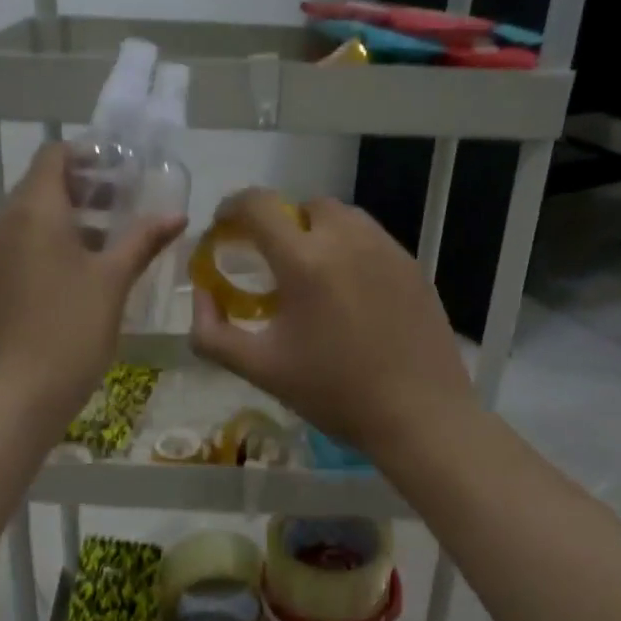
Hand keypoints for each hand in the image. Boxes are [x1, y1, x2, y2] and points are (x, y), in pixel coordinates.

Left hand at [0, 144, 184, 426]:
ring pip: (30, 221)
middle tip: (125, 204)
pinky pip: (21, 251)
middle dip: (84, 189)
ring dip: (69, 220)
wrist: (14, 398)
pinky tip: (80, 277)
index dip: (87, 154)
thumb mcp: (113, 282)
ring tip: (111, 241)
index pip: (53, 156)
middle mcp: (4, 225)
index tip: (122, 169)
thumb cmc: (70, 330)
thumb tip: (176, 215)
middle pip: (41, 187)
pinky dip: (50, 248)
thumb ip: (143, 241)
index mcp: (33, 212)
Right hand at [190, 190, 475, 460]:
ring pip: (342, 217)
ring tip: (313, 276)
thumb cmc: (334, 392)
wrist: (420, 415)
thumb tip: (200, 295)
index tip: (224, 230)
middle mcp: (347, 239)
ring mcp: (386, 248)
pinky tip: (350, 293)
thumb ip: (213, 332)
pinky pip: (370, 238)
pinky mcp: (412, 265)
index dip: (232, 208)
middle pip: (303, 206)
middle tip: (271, 263)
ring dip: (316, 232)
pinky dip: (349, 249)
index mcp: (305, 261)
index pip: (258, 205)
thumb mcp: (261, 368)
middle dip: (280, 224)